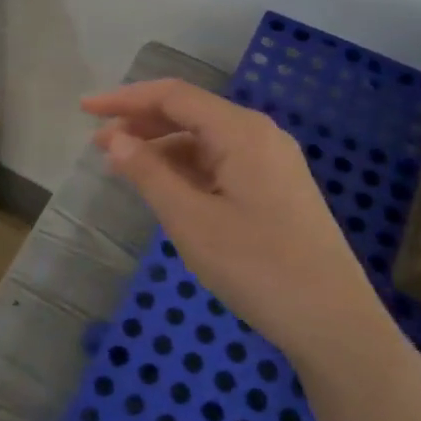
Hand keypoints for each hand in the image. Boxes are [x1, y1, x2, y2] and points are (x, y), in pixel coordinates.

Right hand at [83, 78, 385, 367]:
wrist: (335, 324)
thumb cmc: (258, 267)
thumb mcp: (191, 220)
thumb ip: (148, 173)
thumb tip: (115, 139)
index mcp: (241, 131)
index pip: (173, 96)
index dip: (125, 99)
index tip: (84, 109)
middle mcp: (259, 135)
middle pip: (190, 112)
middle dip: (141, 123)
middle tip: (98, 145)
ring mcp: (272, 162)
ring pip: (204, 139)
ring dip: (161, 147)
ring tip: (123, 168)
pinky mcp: (277, 188)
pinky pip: (221, 162)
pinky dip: (186, 168)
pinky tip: (165, 187)